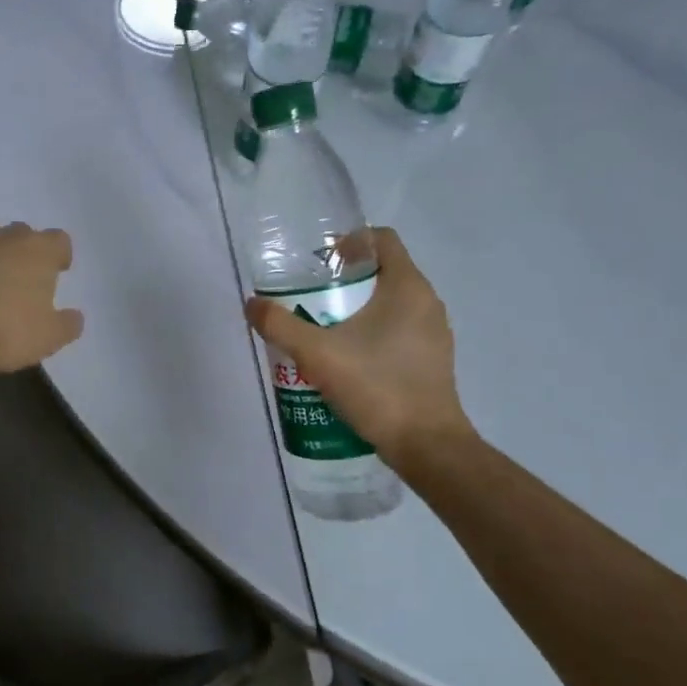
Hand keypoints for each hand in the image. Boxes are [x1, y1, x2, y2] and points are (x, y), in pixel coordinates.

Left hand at [0, 224, 84, 398]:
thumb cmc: (7, 332)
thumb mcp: (50, 337)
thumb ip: (67, 324)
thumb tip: (73, 317)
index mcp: (36, 251)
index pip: (58, 240)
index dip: (60, 255)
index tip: (59, 272)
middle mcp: (1, 240)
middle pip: (20, 235)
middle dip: (25, 253)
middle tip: (26, 281)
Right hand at [243, 227, 475, 466]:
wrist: (426, 446)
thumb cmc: (376, 387)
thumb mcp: (317, 354)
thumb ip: (280, 325)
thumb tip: (252, 304)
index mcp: (408, 287)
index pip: (382, 239)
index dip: (348, 241)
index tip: (318, 263)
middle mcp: (427, 303)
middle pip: (382, 272)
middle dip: (343, 280)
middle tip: (308, 297)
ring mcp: (434, 334)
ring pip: (390, 304)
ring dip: (355, 309)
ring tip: (320, 329)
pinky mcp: (432, 361)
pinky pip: (398, 332)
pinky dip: (371, 334)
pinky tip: (344, 359)